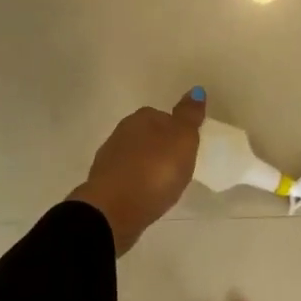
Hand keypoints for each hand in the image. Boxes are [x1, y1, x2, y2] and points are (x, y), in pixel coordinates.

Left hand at [69, 89, 206, 255]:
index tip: (187, 149)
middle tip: (178, 167)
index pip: (163, 116)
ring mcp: (109, 158)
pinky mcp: (103, 184)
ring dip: (147, 166)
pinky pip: (127, 178)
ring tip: (163, 184)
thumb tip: (196, 90)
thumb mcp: (182, 140)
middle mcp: (122, 132)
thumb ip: (189, 116)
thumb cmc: (155, 170)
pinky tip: (145, 196)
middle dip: (161, 148)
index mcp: (142, 118)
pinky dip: (136, 183)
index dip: (177, 132)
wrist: (113, 209)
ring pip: (135, 157)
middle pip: (148, 136)